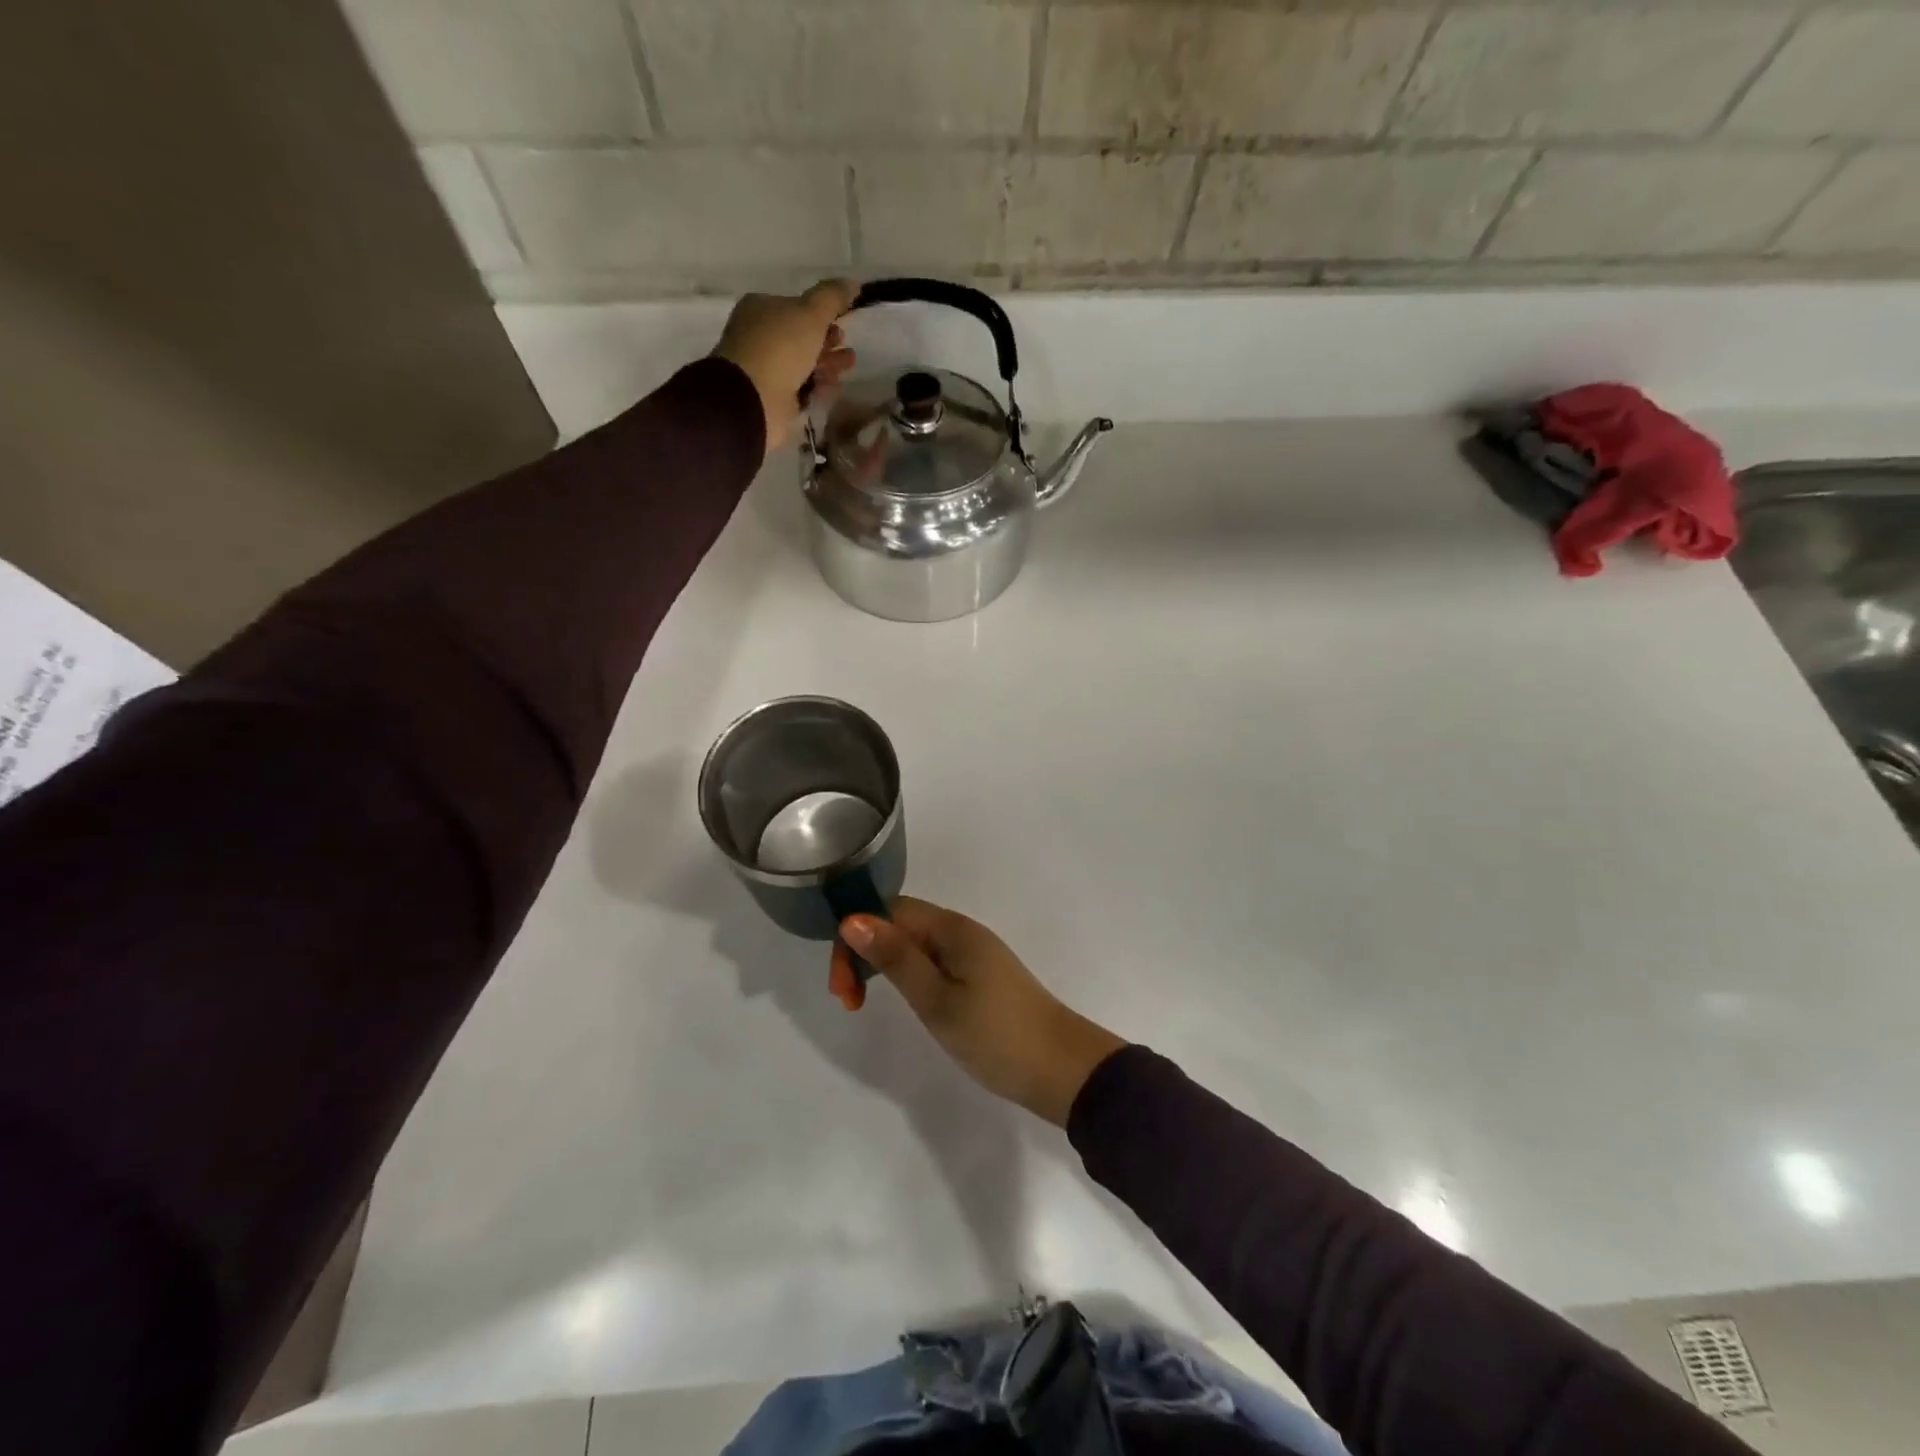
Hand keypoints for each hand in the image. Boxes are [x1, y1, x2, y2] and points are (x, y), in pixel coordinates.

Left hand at [712, 279, 858, 453]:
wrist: (753, 398)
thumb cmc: (780, 347)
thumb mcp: (811, 313)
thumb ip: (832, 297)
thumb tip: (852, 282)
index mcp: (761, 309)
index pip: (795, 307)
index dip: (821, 314)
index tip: (842, 321)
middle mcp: (759, 337)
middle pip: (800, 337)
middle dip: (827, 341)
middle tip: (846, 347)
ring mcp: (764, 369)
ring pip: (802, 364)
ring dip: (827, 364)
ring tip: (847, 366)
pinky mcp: (772, 398)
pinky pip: (800, 389)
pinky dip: (818, 386)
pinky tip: (833, 387)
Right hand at [831, 897, 1126, 1126]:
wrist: (1060, 1068)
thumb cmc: (995, 1034)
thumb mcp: (936, 999)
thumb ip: (895, 958)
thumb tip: (851, 918)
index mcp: (951, 928)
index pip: (888, 911)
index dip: (856, 937)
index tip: (842, 987)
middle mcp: (961, 931)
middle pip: (899, 923)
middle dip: (866, 952)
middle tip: (849, 1002)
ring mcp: (973, 953)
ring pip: (914, 944)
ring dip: (884, 965)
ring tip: (864, 1002)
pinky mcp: (980, 976)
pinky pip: (932, 961)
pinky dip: (908, 976)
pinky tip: (906, 1000)